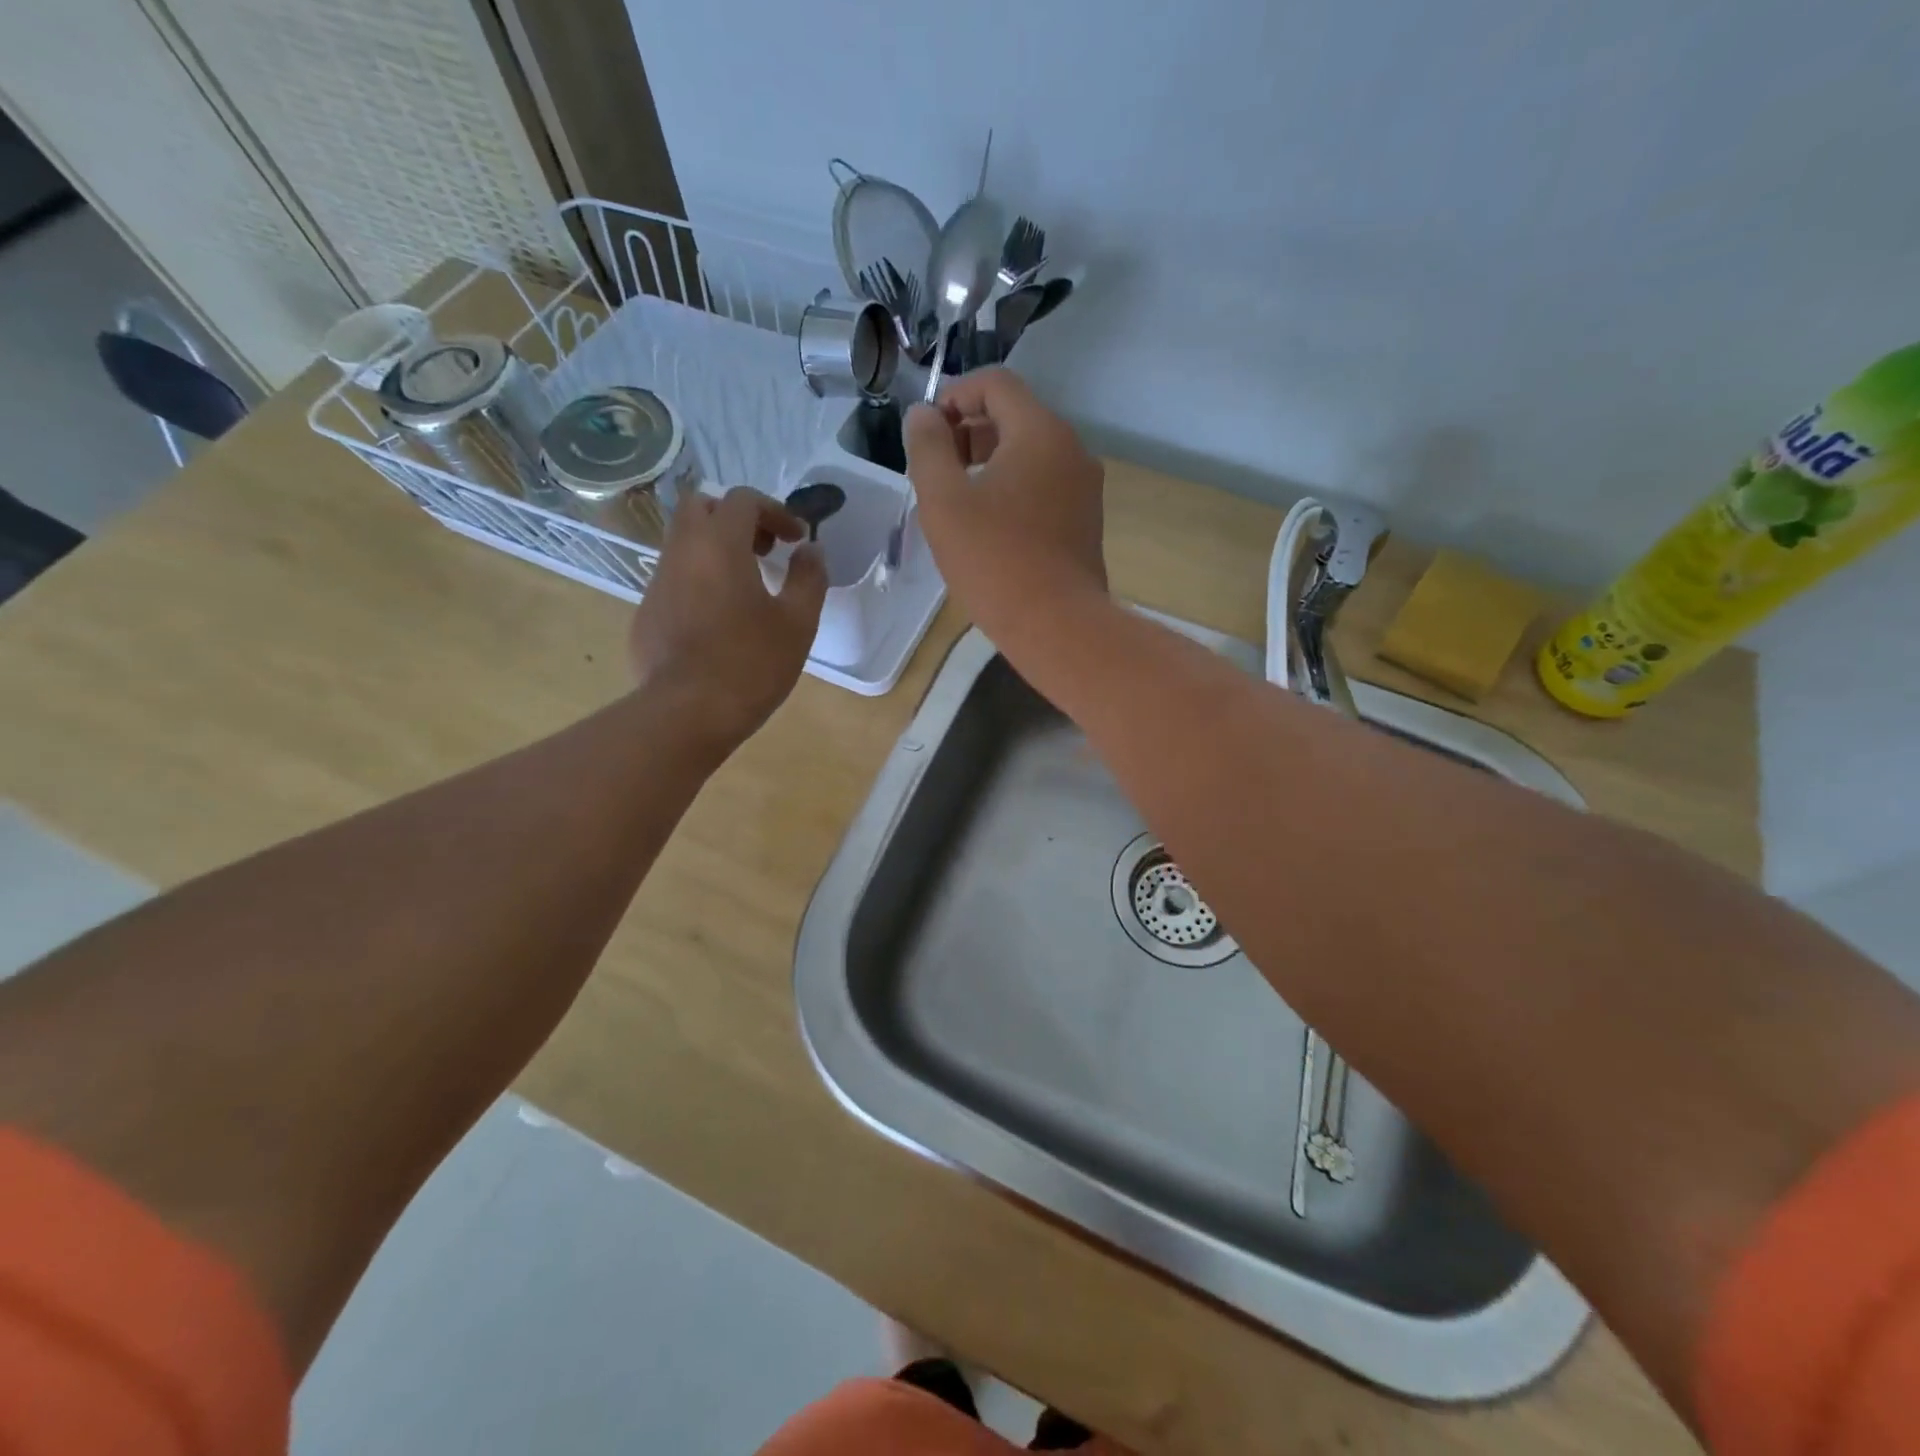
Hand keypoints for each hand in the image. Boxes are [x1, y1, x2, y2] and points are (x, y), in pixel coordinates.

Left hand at [628, 488, 826, 749]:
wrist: (687, 712)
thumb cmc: (751, 663)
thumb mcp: (798, 622)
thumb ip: (809, 577)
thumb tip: (810, 551)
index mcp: (719, 544)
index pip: (742, 500)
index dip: (775, 511)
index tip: (795, 539)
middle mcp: (681, 552)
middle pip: (701, 507)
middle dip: (735, 518)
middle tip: (763, 549)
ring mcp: (657, 583)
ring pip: (682, 543)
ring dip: (715, 550)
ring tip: (745, 587)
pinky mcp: (645, 614)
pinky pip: (673, 580)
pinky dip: (698, 581)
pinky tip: (718, 621)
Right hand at [904, 369, 1105, 623]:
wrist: (1058, 626)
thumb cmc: (995, 561)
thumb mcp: (944, 502)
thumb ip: (928, 448)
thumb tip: (922, 415)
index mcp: (1040, 432)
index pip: (996, 384)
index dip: (954, 395)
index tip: (927, 433)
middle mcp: (1071, 449)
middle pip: (1015, 416)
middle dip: (969, 431)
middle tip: (937, 470)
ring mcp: (1084, 487)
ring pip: (1031, 454)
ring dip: (989, 462)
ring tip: (958, 501)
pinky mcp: (1085, 521)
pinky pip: (1044, 486)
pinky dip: (1013, 489)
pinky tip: (990, 527)